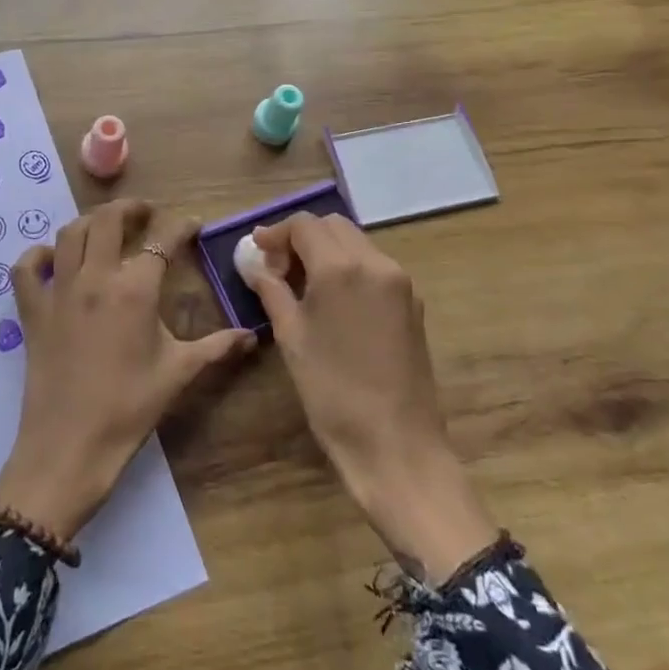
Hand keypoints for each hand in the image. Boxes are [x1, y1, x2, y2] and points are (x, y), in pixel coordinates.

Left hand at [0, 199, 255, 541]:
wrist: (70, 445)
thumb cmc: (130, 408)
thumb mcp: (179, 373)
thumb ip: (216, 347)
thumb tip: (250, 336)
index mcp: (134, 289)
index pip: (161, 241)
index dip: (180, 228)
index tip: (192, 224)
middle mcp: (94, 278)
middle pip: (107, 220)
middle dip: (129, 209)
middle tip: (145, 214)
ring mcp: (58, 291)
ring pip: (69, 234)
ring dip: (89, 222)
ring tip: (105, 228)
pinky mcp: (32, 311)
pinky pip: (26, 269)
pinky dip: (37, 256)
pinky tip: (52, 259)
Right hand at [249, 212, 495, 583]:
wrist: (396, 444)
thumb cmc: (332, 391)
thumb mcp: (291, 337)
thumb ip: (271, 290)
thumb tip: (255, 264)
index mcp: (341, 267)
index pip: (304, 225)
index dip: (276, 233)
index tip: (257, 252)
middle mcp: (376, 263)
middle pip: (333, 226)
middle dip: (302, 237)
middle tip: (278, 267)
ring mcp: (400, 282)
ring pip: (356, 242)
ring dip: (326, 250)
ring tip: (302, 284)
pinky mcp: (413, 303)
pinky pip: (375, 266)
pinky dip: (349, 267)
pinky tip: (332, 299)